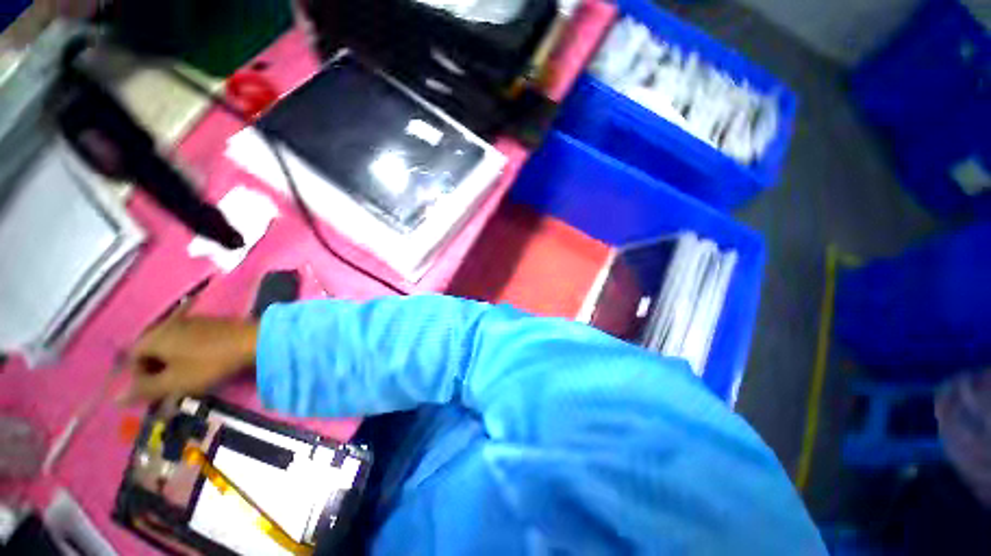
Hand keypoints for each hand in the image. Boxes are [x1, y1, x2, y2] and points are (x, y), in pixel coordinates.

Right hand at [119, 313, 259, 403]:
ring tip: (187, 381)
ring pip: (172, 347)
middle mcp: (169, 324)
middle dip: (157, 372)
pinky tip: (203, 367)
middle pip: (151, 351)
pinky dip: (190, 356)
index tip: (154, 392)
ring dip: (174, 366)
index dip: (138, 377)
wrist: (254, 341)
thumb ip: (144, 390)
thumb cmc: (210, 363)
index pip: (132, 357)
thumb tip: (115, 399)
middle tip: (171, 389)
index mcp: (155, 336)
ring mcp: (192, 322)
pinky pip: (191, 342)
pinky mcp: (212, 324)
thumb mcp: (174, 382)